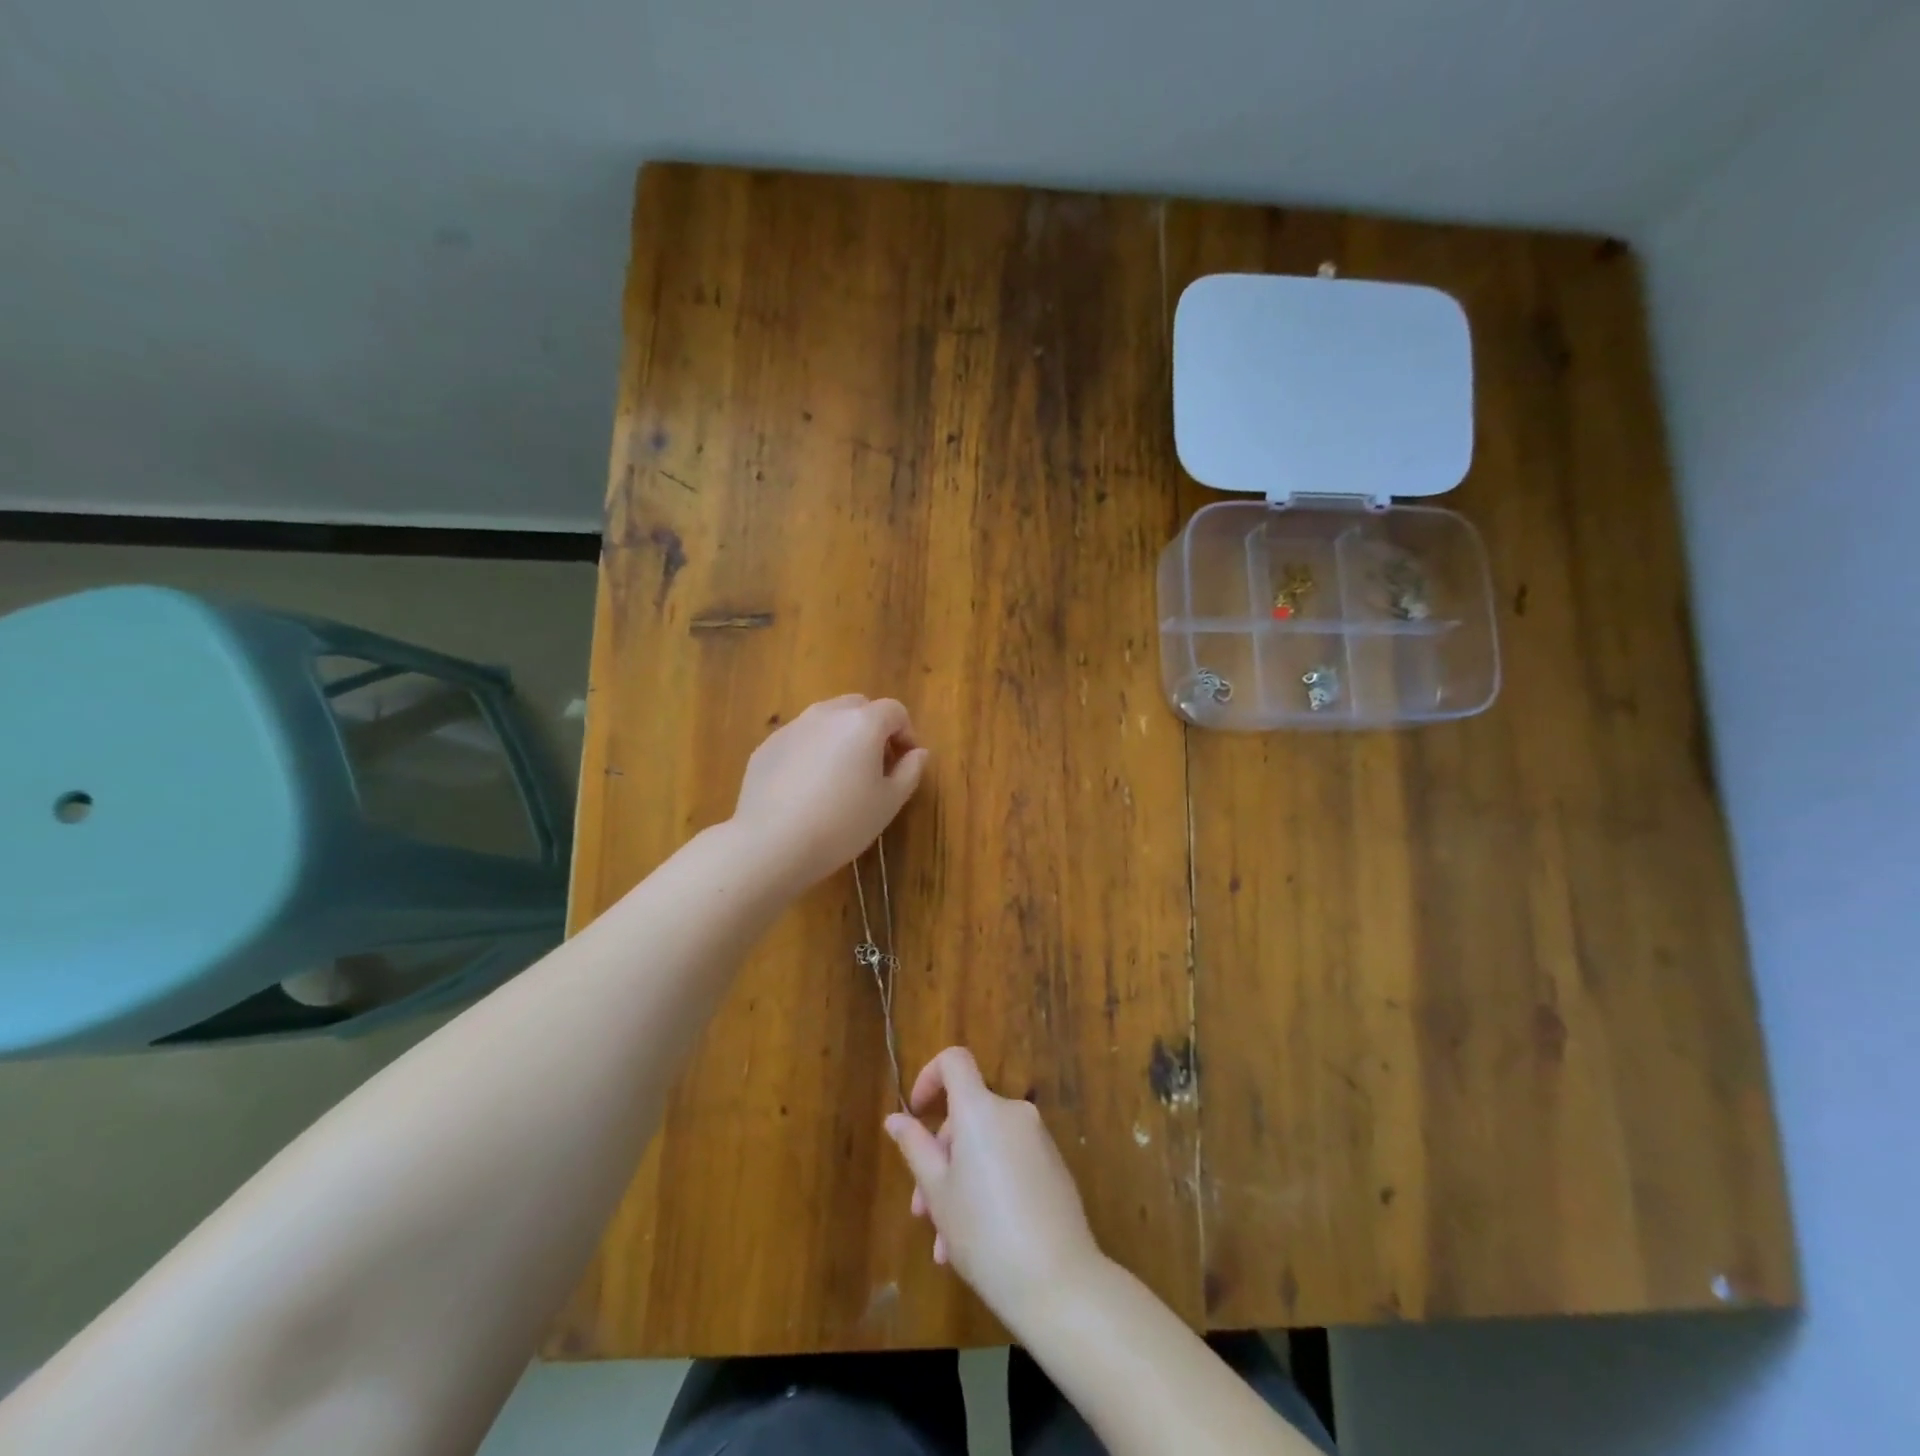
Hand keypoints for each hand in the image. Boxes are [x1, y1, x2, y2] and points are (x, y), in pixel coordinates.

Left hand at [731, 695, 929, 891]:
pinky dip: (811, 750)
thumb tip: (918, 753)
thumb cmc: (842, 823)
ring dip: (840, 736)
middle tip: (875, 764)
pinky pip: (799, 738)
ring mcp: (793, 727)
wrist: (772, 842)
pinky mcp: (767, 746)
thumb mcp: (888, 803)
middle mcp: (827, 714)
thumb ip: (910, 771)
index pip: (894, 710)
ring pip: (825, 719)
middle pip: (858, 706)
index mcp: (863, 723)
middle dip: (872, 727)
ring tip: (839, 775)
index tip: (904, 762)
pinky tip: (806, 788)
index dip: (906, 733)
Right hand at [885, 1047, 1103, 1326]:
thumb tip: (896, 1118)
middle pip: (967, 1114)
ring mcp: (1037, 1139)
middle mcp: (1012, 1112)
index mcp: (981, 1109)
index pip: (954, 1061)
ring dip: (961, 1181)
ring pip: (985, 1146)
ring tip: (945, 1243)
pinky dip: (988, 1186)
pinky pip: (1009, 1162)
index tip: (915, 1113)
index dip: (929, 1076)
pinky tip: (975, 1242)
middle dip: (940, 1156)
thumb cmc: (984, 1233)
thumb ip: (915, 1147)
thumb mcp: (937, 1192)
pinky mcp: (1053, 1166)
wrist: (1058, 1281)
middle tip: (922, 1210)